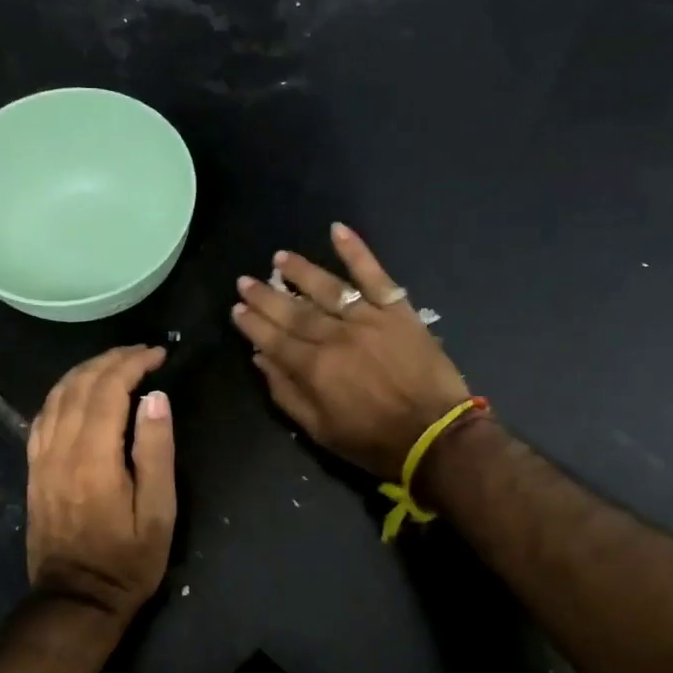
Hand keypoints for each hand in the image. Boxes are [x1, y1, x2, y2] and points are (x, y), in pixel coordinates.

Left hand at [25, 346, 176, 621]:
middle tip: (142, 353)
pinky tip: (78, 392)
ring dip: (85, 371)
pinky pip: (42, 417)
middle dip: (111, 360)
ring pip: (56, 396)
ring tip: (115, 363)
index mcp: (95, 458)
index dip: (133, 364)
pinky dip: (62, 393)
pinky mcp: (33, 470)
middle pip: (80, 386)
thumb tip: (155, 398)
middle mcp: (61, 450)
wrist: (76, 600)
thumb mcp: (158, 512)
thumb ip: (156, 451)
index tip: (159, 354)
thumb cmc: (128, 560)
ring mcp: (41, 459)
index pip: (109, 390)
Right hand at [232, 223, 469, 477]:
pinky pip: (374, 275)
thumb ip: (287, 394)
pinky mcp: (397, 310)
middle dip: (266, 295)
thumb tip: (261, 359)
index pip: (273, 339)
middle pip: (293, 310)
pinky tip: (337, 230)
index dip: (252, 323)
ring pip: (327, 288)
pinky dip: (356, 251)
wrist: (435, 437)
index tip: (237, 309)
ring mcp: (367, 319)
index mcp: (313, 368)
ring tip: (279, 258)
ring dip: (300, 271)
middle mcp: (335, 336)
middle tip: (245, 281)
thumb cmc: (373, 442)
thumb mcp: (320, 431)